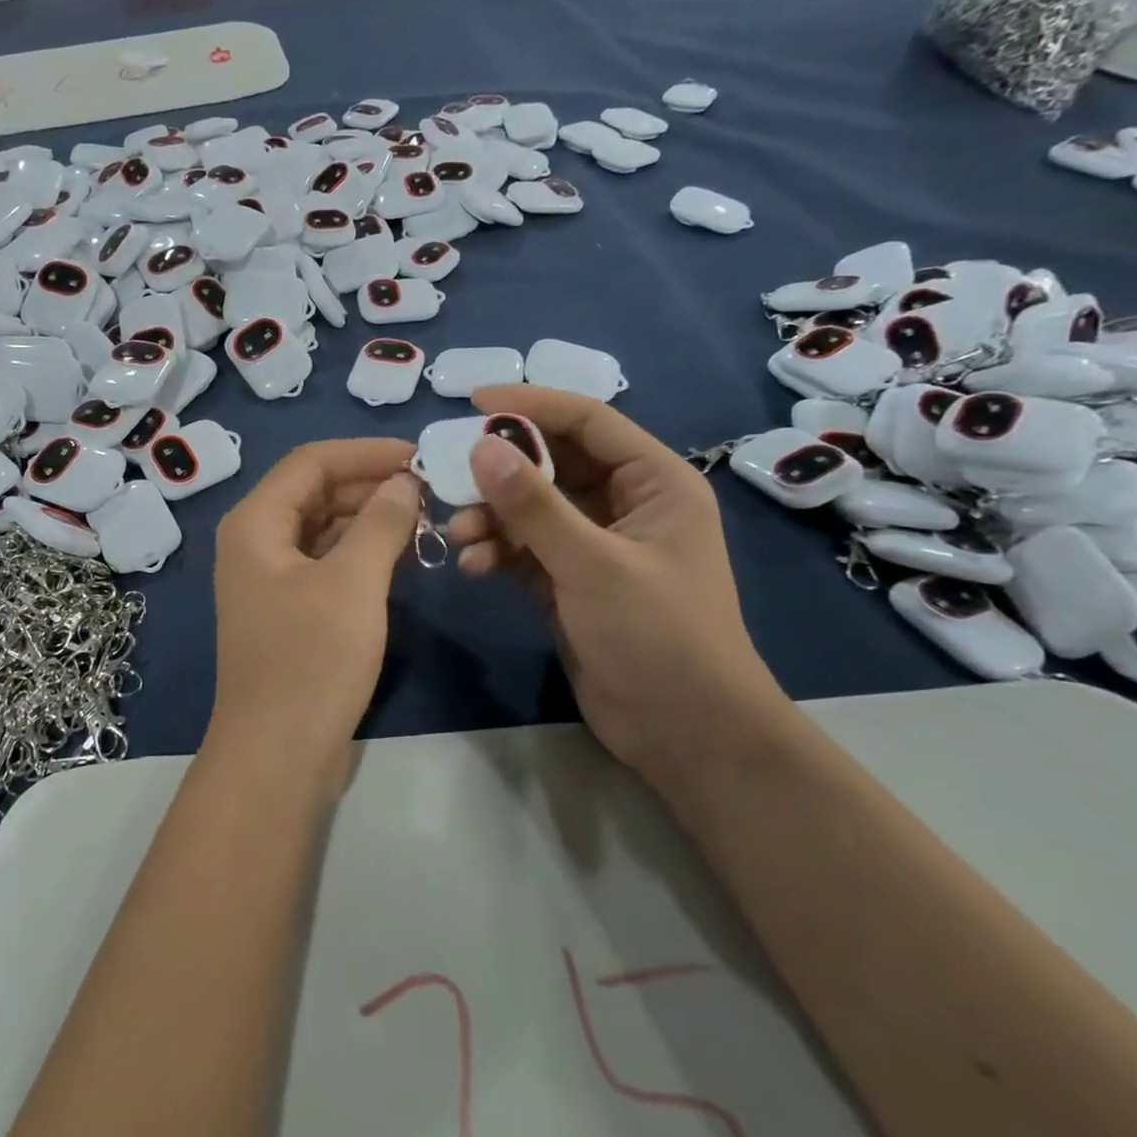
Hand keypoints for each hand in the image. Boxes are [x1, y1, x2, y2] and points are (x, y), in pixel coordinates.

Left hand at [208, 438, 421, 778]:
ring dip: (369, 518)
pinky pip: (325, 561)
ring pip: (322, 527)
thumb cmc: (312, 660)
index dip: (365, 452)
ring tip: (424, 518)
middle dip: (370, 484)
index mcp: (255, 522)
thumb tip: (404, 482)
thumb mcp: (353, 582)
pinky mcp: (288, 609)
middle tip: (429, 490)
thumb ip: (381, 522)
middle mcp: (255, 541)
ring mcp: (269, 577)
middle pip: (315, 490)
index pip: (311, 461)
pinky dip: (360, 551)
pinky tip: (400, 555)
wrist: (277, 755)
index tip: (419, 455)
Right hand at [447, 386, 788, 783]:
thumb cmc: (657, 636)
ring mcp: (595, 544)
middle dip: (501, 472)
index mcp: (653, 482)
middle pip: (552, 464)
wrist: (685, 733)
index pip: (587, 421)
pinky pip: (525, 548)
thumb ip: (534, 505)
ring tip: (458, 535)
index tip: (474, 402)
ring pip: (532, 508)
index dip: (531, 405)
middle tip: (451, 475)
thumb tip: (482, 446)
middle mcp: (624, 503)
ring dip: (492, 517)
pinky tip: (472, 568)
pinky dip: (497, 552)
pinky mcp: (570, 580)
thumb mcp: (593, 564)